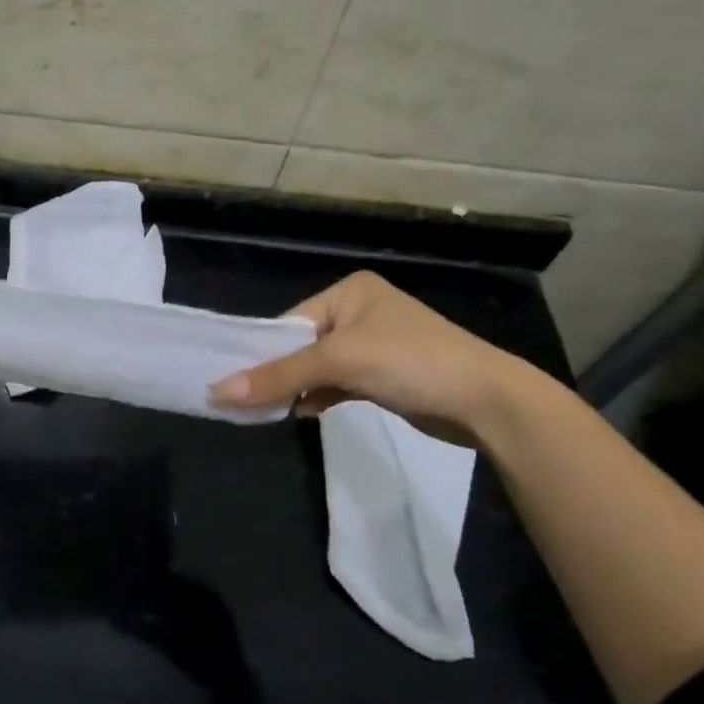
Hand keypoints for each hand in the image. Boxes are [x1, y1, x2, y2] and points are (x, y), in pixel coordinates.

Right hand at [209, 272, 534, 443]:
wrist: (486, 402)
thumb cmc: (410, 362)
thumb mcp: (339, 362)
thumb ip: (279, 376)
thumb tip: (218, 392)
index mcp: (349, 292)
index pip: (289, 322)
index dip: (261, 352)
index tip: (231, 380)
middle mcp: (359, 312)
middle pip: (301, 346)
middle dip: (278, 373)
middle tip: (244, 400)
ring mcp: (373, 345)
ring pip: (317, 367)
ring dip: (296, 388)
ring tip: (268, 409)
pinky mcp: (382, 376)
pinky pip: (336, 383)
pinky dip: (318, 397)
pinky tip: (302, 412)